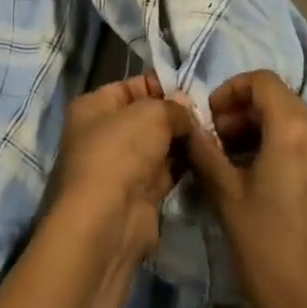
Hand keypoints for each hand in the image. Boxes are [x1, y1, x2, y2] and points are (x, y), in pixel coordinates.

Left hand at [49, 75, 192, 267]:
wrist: (109, 221)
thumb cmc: (121, 151)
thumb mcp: (152, 114)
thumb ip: (173, 107)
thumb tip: (186, 108)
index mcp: (93, 107)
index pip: (130, 87)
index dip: (160, 85)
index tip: (192, 89)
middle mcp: (102, 134)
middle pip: (145, 117)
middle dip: (175, 115)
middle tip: (208, 114)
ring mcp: (120, 166)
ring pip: (157, 146)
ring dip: (182, 141)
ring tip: (213, 133)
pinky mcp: (138, 195)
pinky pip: (165, 172)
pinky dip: (183, 165)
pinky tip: (206, 157)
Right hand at [186, 71, 306, 307]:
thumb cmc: (266, 250)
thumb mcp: (226, 194)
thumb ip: (204, 148)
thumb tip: (187, 121)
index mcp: (294, 131)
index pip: (262, 81)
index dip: (231, 90)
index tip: (212, 119)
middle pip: (281, 101)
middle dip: (246, 113)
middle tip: (220, 143)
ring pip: (298, 123)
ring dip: (266, 131)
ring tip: (241, 165)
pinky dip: (289, 149)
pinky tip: (270, 184)